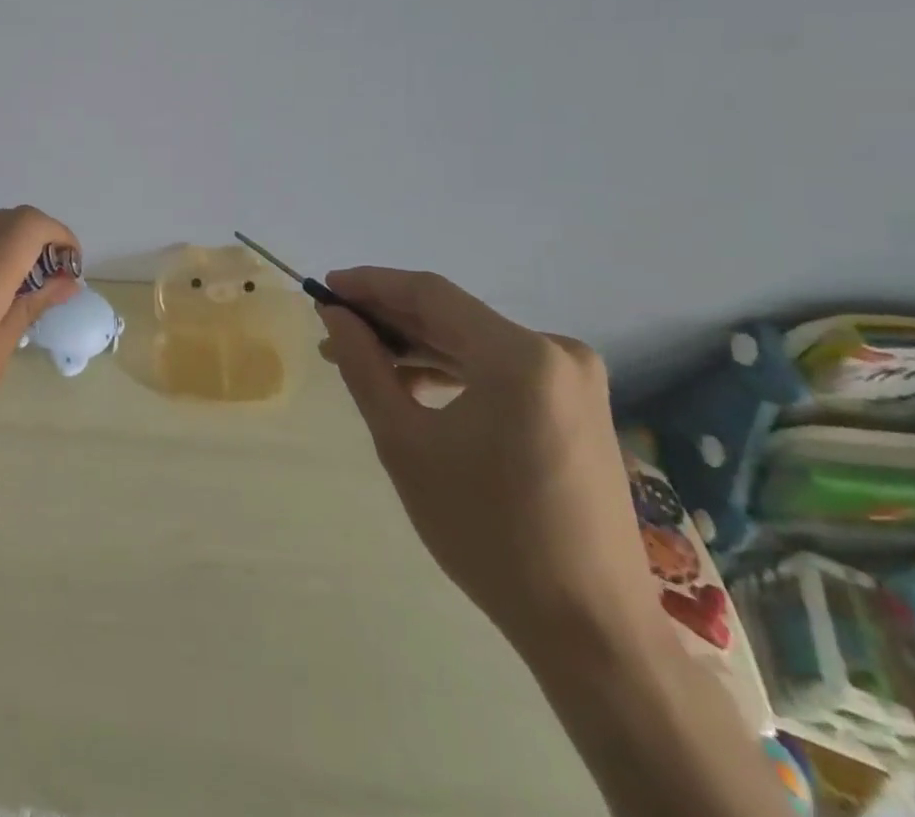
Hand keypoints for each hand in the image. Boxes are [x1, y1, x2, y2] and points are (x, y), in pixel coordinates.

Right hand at [316, 268, 653, 649]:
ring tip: (363, 362)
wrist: (590, 628)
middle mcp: (557, 352)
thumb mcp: (405, 442)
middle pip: (453, 317)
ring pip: (474, 343)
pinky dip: (453, 371)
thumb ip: (364, 366)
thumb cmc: (487, 532)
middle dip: (389, 321)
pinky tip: (413, 387)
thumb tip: (335, 316)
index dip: (372, 285)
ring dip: (417, 348)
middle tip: (334, 330)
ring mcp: (574, 380)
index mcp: (520, 355)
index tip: (324, 289)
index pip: (430, 294)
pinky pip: (501, 370)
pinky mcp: (578, 407)